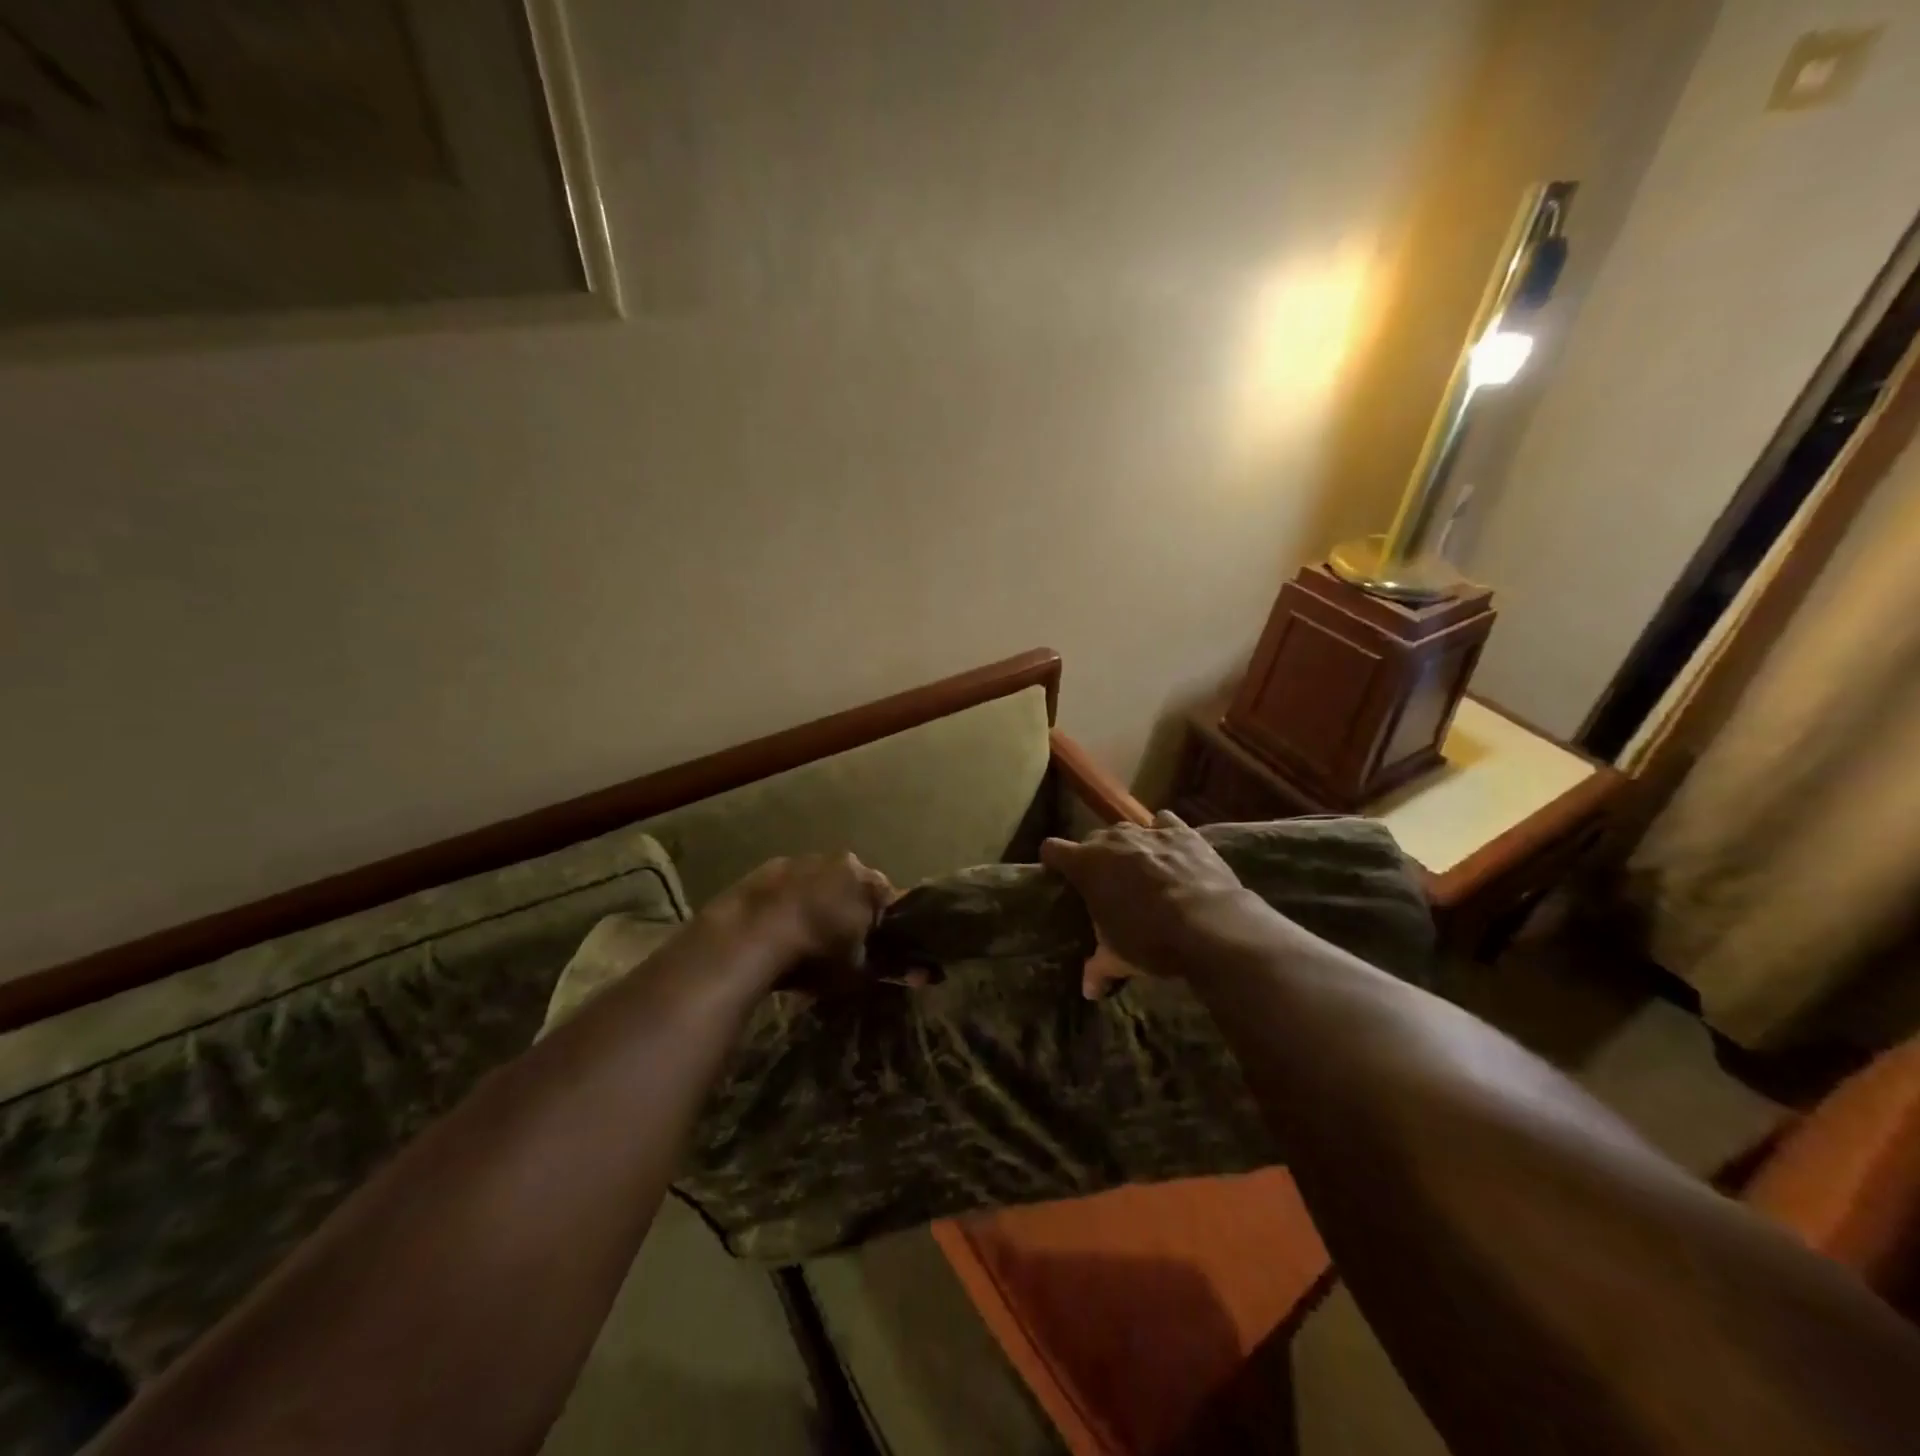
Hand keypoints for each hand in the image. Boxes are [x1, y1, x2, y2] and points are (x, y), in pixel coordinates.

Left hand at [701, 852, 894, 993]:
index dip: (880, 922)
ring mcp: (795, 861)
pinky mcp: (760, 871)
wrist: (750, 938)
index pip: (885, 897)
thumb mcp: (856, 970)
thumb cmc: (815, 951)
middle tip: (836, 941)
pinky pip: (781, 890)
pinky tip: (773, 932)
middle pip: (847, 884)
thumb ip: (869, 960)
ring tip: (801, 937)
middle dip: (844, 907)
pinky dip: (781, 905)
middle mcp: (835, 860)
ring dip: (811, 903)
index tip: (872, 943)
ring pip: (812, 883)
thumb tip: (870, 959)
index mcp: (865, 878)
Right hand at [1040, 812, 1256, 991]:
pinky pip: (1164, 823)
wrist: (1211, 926)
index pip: (1052, 849)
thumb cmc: (1151, 941)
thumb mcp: (1118, 958)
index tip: (1059, 876)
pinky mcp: (1182, 832)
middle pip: (1092, 840)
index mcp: (1086, 865)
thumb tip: (1089, 990)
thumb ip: (1098, 968)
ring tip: (1140, 871)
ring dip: (1128, 847)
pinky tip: (1170, 852)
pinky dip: (1163, 834)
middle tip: (1107, 886)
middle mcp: (1113, 840)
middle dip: (1096, 859)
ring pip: (1127, 830)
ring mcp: (1148, 832)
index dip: (1053, 862)